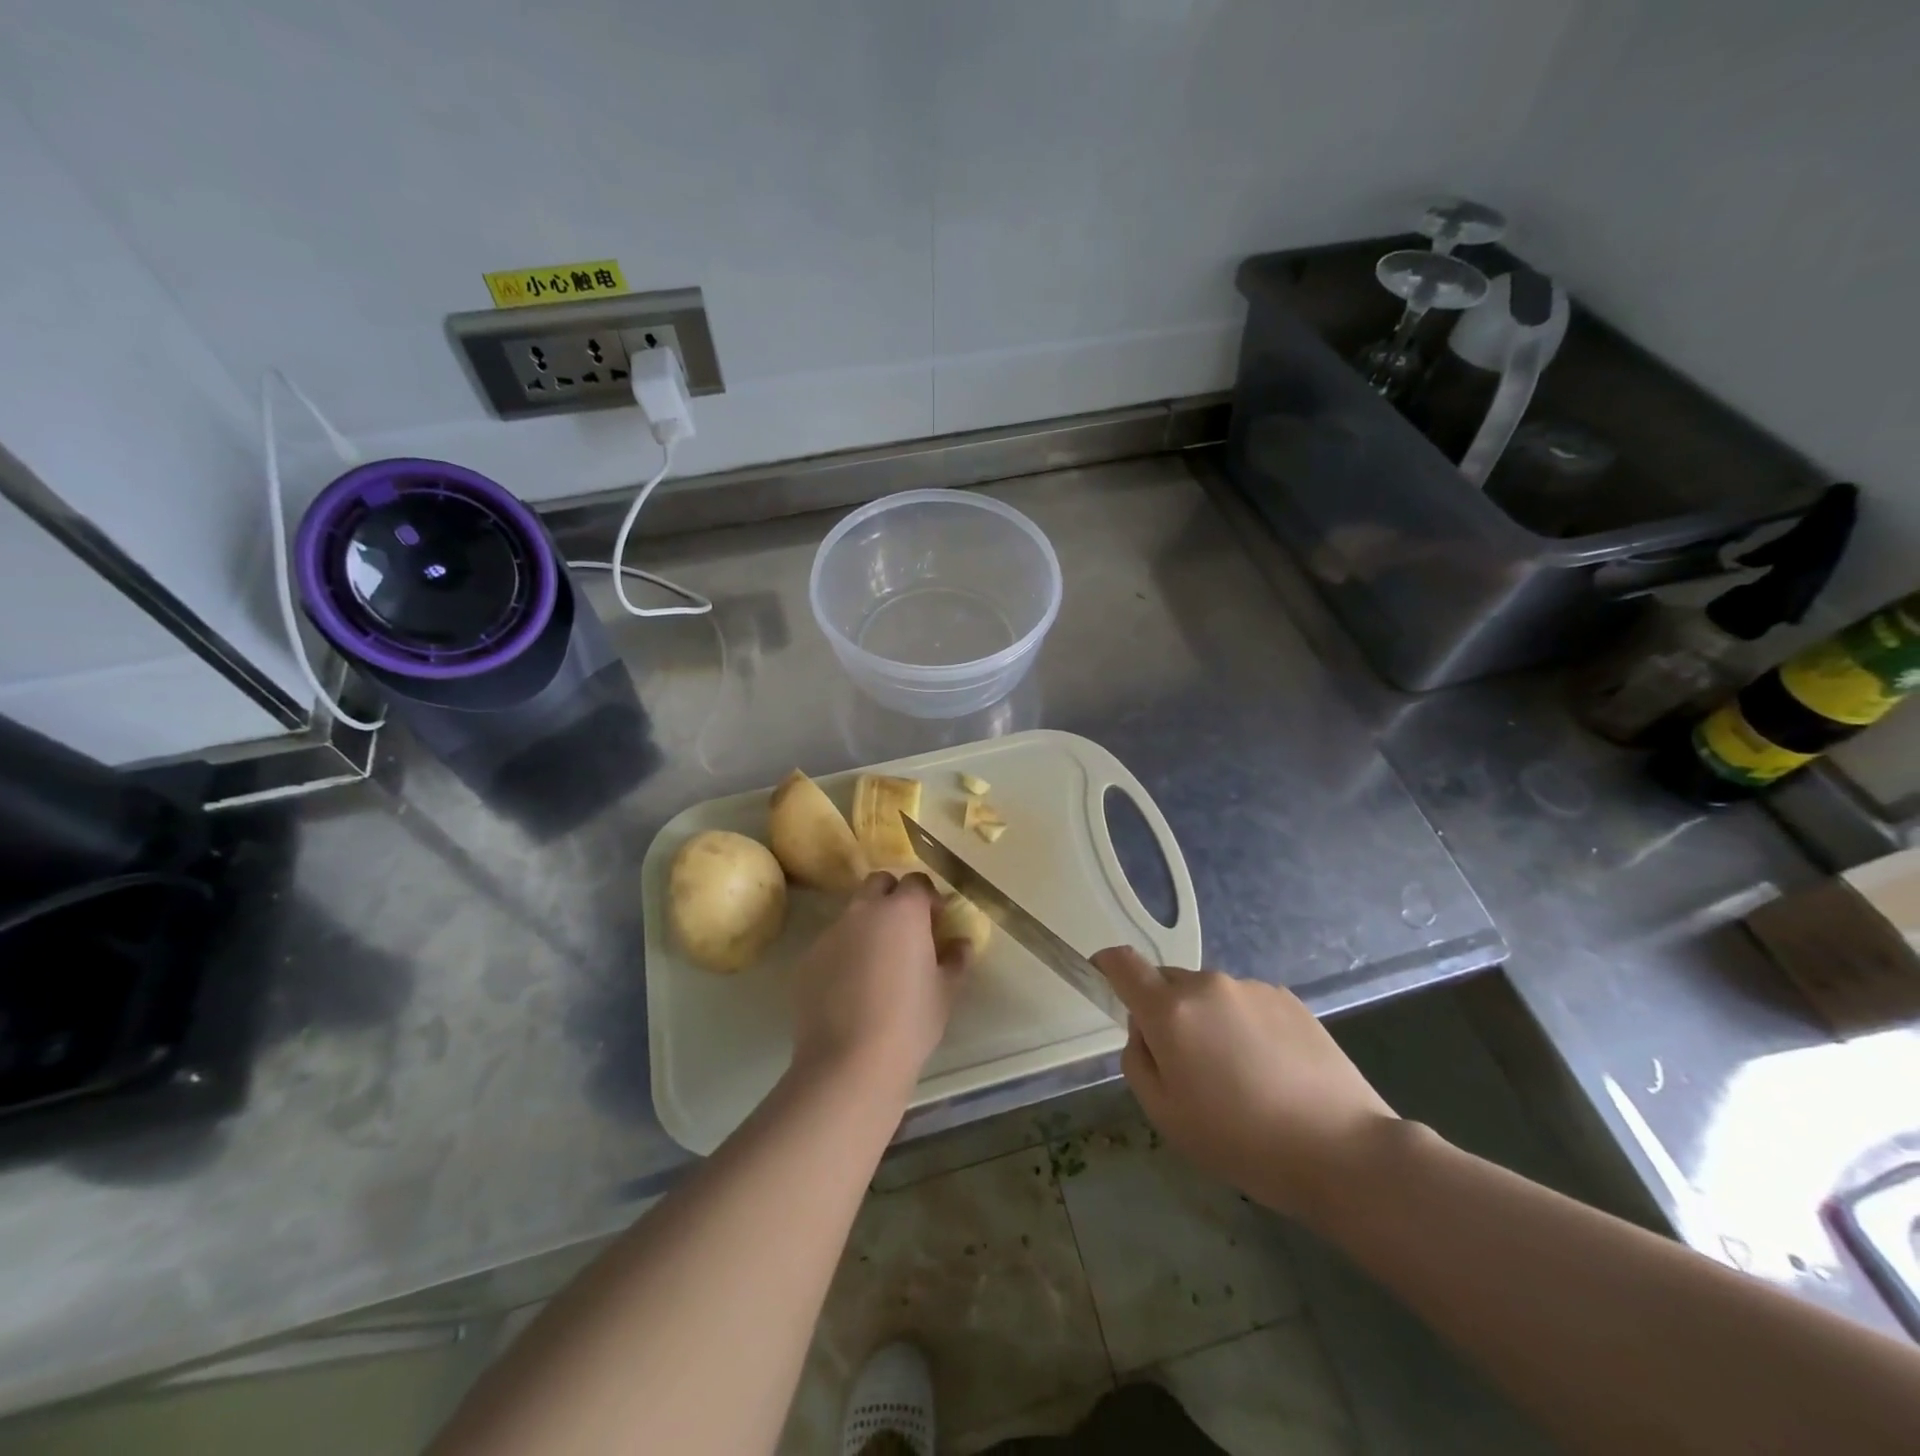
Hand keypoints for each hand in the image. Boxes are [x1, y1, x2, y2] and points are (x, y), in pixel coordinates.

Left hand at [790, 872, 970, 1093]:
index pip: (917, 881)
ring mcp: (831, 933)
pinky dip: (845, 953)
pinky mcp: (808, 959)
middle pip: (879, 884)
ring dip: (868, 926)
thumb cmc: (910, 1022)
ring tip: (878, 965)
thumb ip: (956, 959)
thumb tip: (961, 944)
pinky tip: (852, 988)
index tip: (936, 922)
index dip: (928, 898)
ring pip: (853, 914)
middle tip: (906, 932)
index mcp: (903, 911)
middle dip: (893, 897)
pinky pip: (832, 944)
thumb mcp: (945, 991)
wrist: (850, 1062)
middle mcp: (864, 911)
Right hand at [1093, 947, 1397, 1223]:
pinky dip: (1243, 1025)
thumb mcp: (1165, 1115)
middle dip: (1164, 1011)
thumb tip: (1144, 1031)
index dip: (1106, 965)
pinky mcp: (1288, 998)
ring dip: (1207, 1021)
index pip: (1123, 963)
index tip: (1102, 980)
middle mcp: (1207, 984)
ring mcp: (1251, 988)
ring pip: (1208, 995)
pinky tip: (1270, 1071)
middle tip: (1185, 1064)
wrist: (1341, 1150)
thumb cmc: (1240, 1140)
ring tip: (1238, 1075)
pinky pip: (1245, 1003)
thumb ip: (1138, 1060)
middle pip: (1167, 982)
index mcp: (1170, 1010)